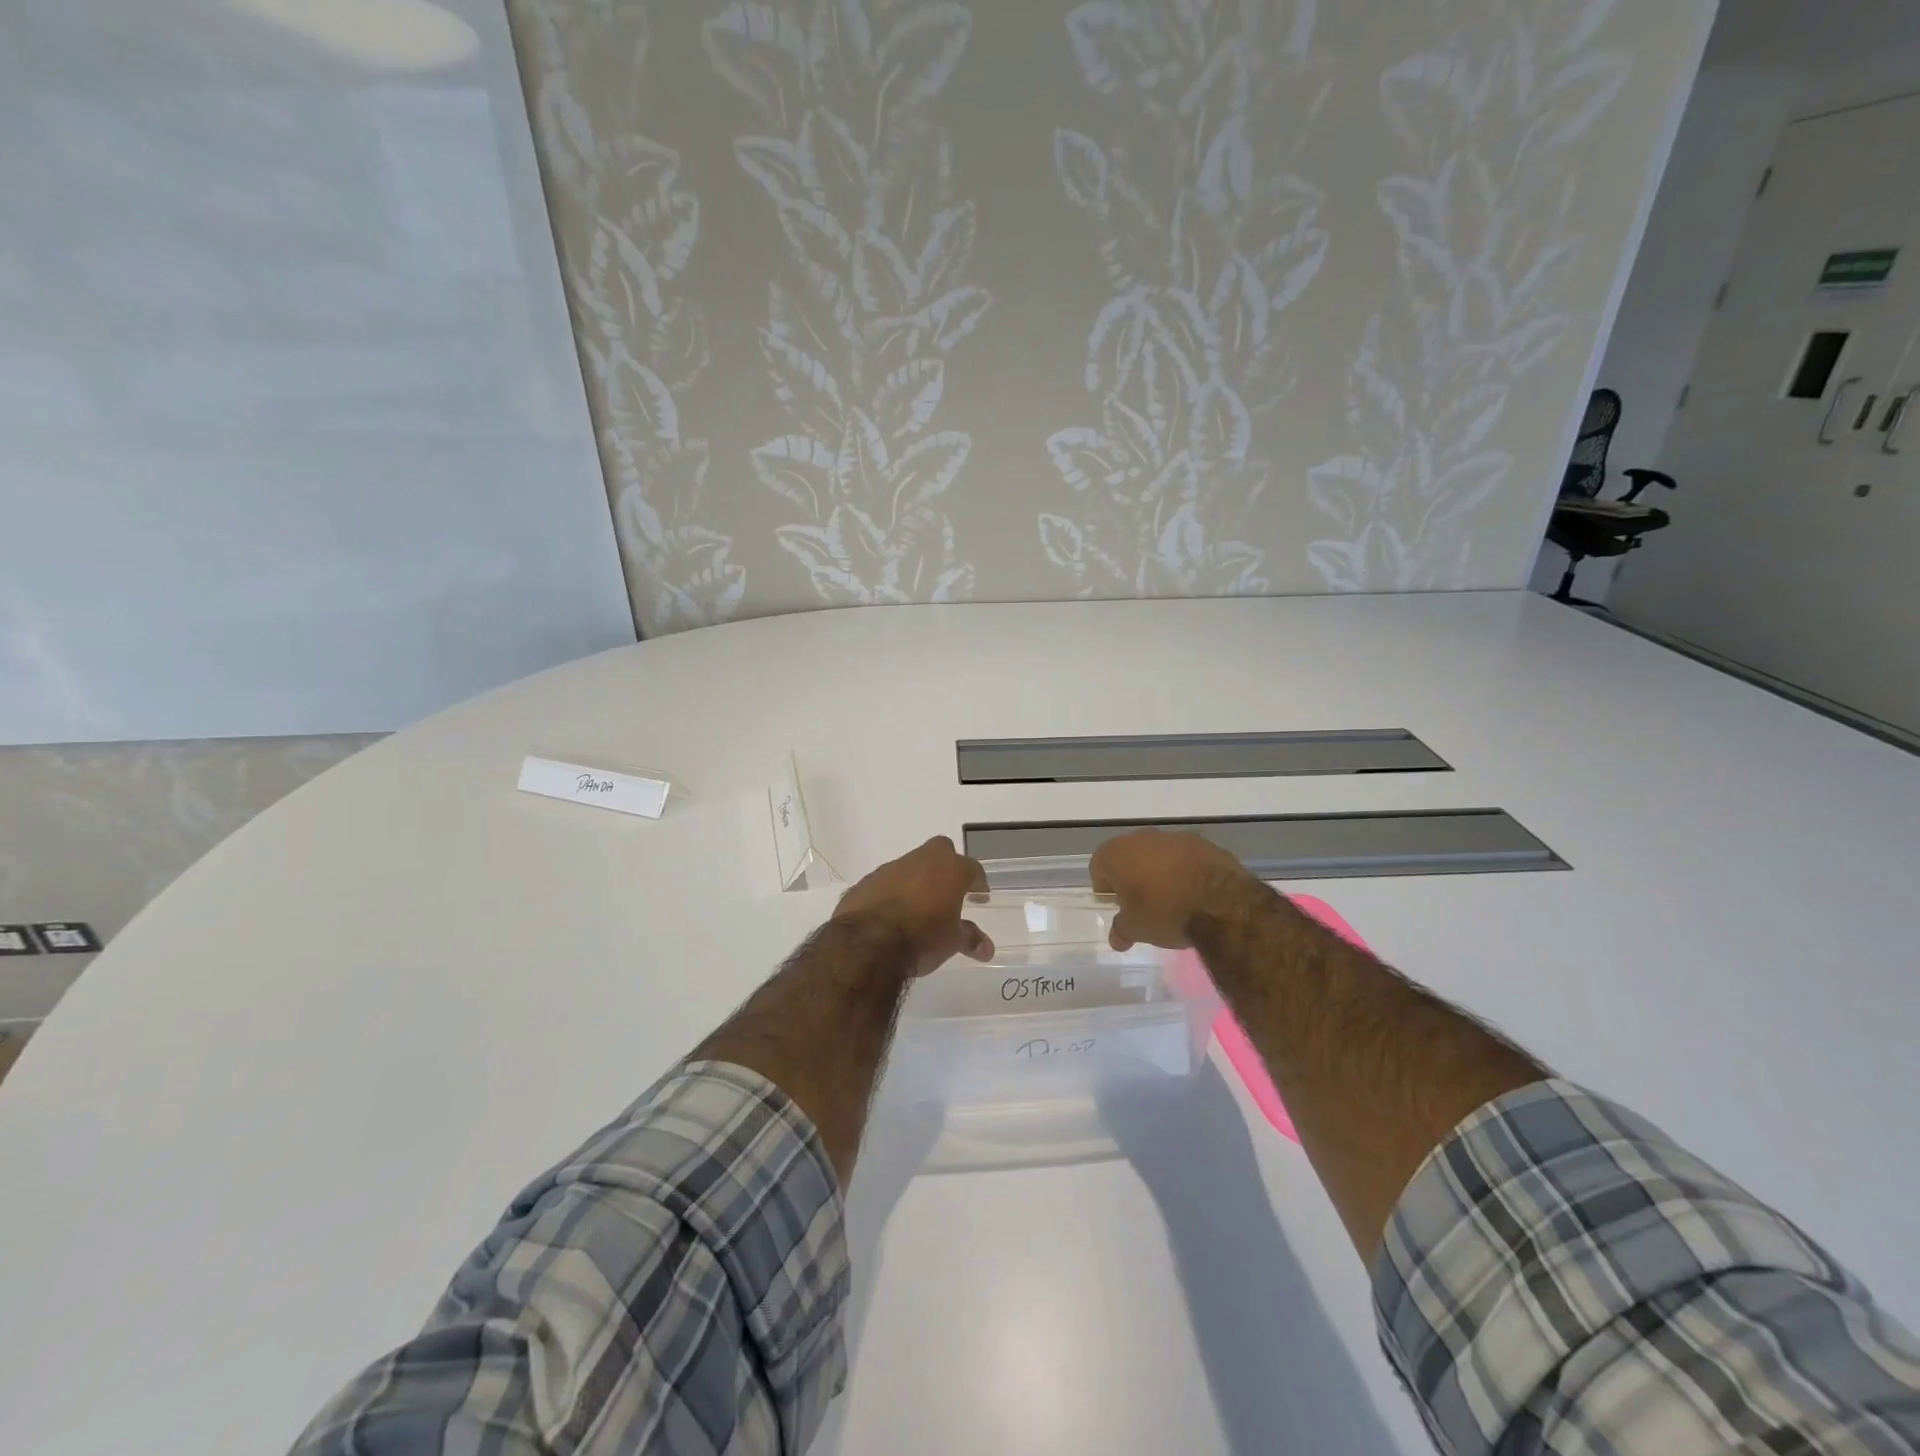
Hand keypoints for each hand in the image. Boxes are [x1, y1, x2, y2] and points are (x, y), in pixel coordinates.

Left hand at [834, 836, 993, 975]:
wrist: (867, 943)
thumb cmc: (922, 938)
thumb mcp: (952, 942)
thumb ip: (970, 939)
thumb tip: (987, 948)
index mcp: (950, 869)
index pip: (972, 868)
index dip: (977, 882)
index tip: (979, 895)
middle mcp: (922, 860)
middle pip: (941, 850)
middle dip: (947, 866)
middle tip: (949, 891)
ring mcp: (891, 868)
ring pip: (911, 865)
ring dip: (917, 880)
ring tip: (919, 907)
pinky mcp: (867, 881)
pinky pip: (886, 882)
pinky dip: (892, 892)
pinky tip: (891, 914)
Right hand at [1089, 830, 1253, 950]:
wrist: (1221, 903)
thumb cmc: (1165, 912)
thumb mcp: (1136, 929)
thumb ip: (1121, 930)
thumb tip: (1116, 938)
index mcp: (1117, 853)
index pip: (1098, 866)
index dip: (1104, 886)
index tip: (1115, 904)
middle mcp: (1142, 837)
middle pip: (1128, 855)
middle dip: (1131, 875)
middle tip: (1140, 901)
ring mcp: (1175, 837)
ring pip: (1157, 853)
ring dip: (1158, 870)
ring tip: (1169, 897)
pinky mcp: (1203, 843)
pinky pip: (1184, 856)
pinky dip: (1184, 869)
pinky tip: (1193, 891)